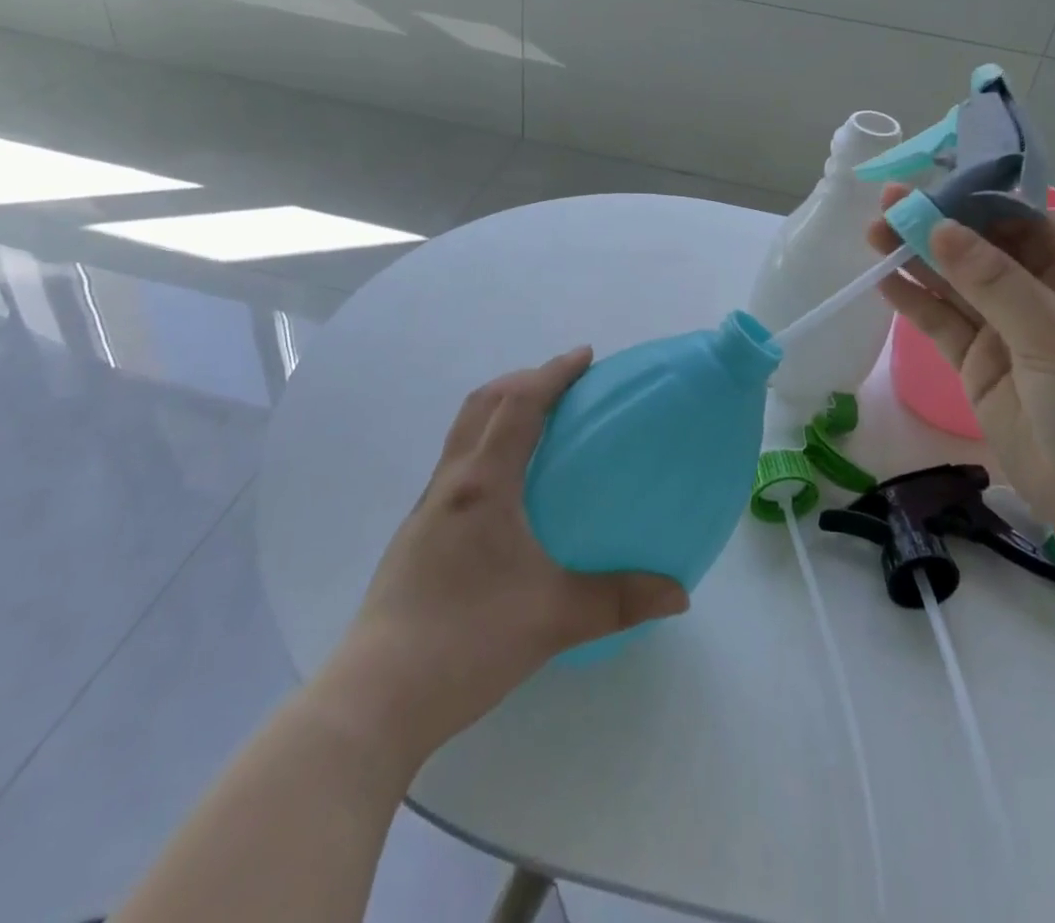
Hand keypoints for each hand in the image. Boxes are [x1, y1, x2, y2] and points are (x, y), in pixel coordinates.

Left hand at [317, 349, 687, 766]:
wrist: (375, 699)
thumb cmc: (466, 642)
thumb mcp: (554, 619)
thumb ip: (619, 600)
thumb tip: (680, 593)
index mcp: (483, 485)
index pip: (518, 406)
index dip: (552, 373)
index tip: (585, 356)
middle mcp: (451, 484)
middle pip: (482, 405)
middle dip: (524, 380)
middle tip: (564, 383)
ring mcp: (427, 510)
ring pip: (463, 433)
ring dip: (499, 410)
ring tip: (538, 423)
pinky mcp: (417, 536)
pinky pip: (456, 464)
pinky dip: (485, 445)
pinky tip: (506, 488)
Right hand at [869, 187, 1054, 565]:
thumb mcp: (1054, 334)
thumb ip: (993, 281)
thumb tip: (939, 226)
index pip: (1019, 222)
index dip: (976, 198)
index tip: (931, 179)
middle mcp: (1035, 297)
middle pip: (977, 250)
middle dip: (936, 225)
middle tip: (886, 204)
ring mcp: (1003, 332)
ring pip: (953, 285)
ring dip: (915, 259)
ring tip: (872, 234)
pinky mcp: (976, 366)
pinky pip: (940, 324)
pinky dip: (913, 302)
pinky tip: (884, 279)